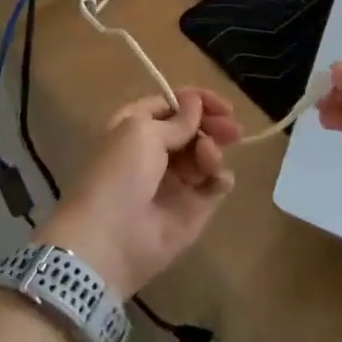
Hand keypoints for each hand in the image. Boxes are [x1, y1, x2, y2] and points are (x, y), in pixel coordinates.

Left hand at [44, 88, 242, 298]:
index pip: (174, 105)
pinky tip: (217, 179)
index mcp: (138, 127)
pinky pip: (216, 184)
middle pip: (195, 128)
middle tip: (232, 131)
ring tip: (207, 158)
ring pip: (207, 153)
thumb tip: (195, 102)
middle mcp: (157, 151)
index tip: (222, 106)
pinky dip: (221, 177)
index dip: (198, 101)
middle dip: (214, 125)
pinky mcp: (194, 207)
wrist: (110, 240)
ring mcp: (177, 180)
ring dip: (212, 150)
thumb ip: (177, 119)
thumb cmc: (121, 174)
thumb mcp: (143, 132)